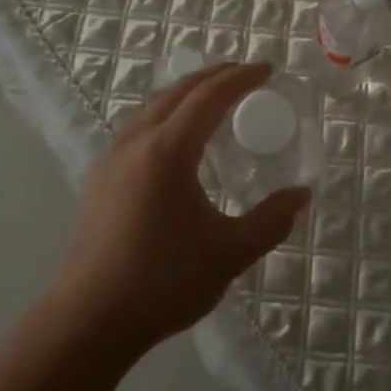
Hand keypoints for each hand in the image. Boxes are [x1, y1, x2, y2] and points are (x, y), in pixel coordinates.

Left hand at [54, 62, 309, 355]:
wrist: (89, 320)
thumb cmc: (163, 282)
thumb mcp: (230, 254)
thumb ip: (270, 221)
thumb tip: (301, 195)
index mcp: (168, 150)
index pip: (209, 95)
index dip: (240, 78)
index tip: (267, 70)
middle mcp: (137, 141)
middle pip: (179, 90)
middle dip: (215, 76)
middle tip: (246, 76)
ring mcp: (112, 157)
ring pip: (154, 105)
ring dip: (187, 92)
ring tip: (214, 100)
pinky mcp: (100, 177)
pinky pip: (139, 125)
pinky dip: (167, 113)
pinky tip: (178, 139)